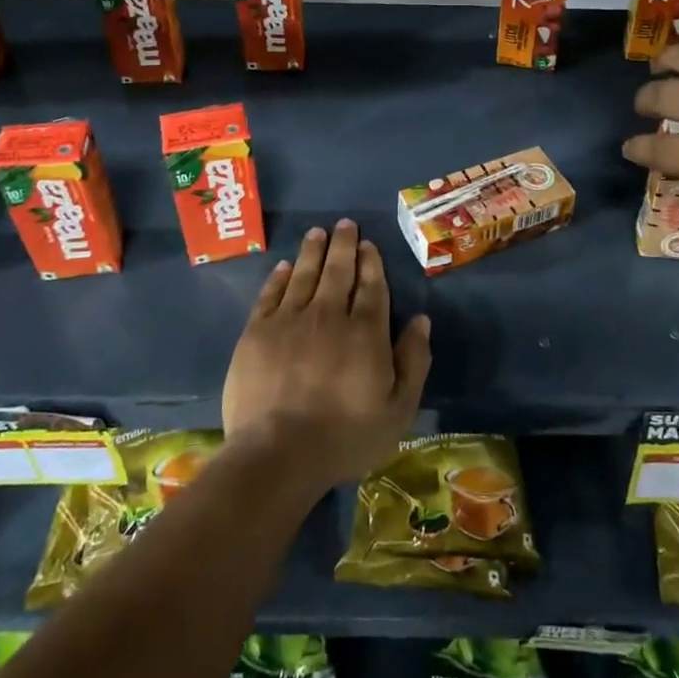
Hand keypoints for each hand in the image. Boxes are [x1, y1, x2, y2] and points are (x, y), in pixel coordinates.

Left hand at [223, 220, 431, 487]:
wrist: (278, 453)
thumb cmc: (345, 437)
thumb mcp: (398, 409)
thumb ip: (413, 361)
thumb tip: (421, 320)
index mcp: (365, 332)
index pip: (371, 286)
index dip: (371, 262)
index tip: (368, 244)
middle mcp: (329, 315)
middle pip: (338, 271)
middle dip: (343, 245)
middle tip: (344, 224)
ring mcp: (289, 321)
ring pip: (304, 275)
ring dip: (312, 251)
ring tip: (317, 232)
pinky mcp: (257, 332)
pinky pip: (271, 294)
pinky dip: (279, 277)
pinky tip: (284, 266)